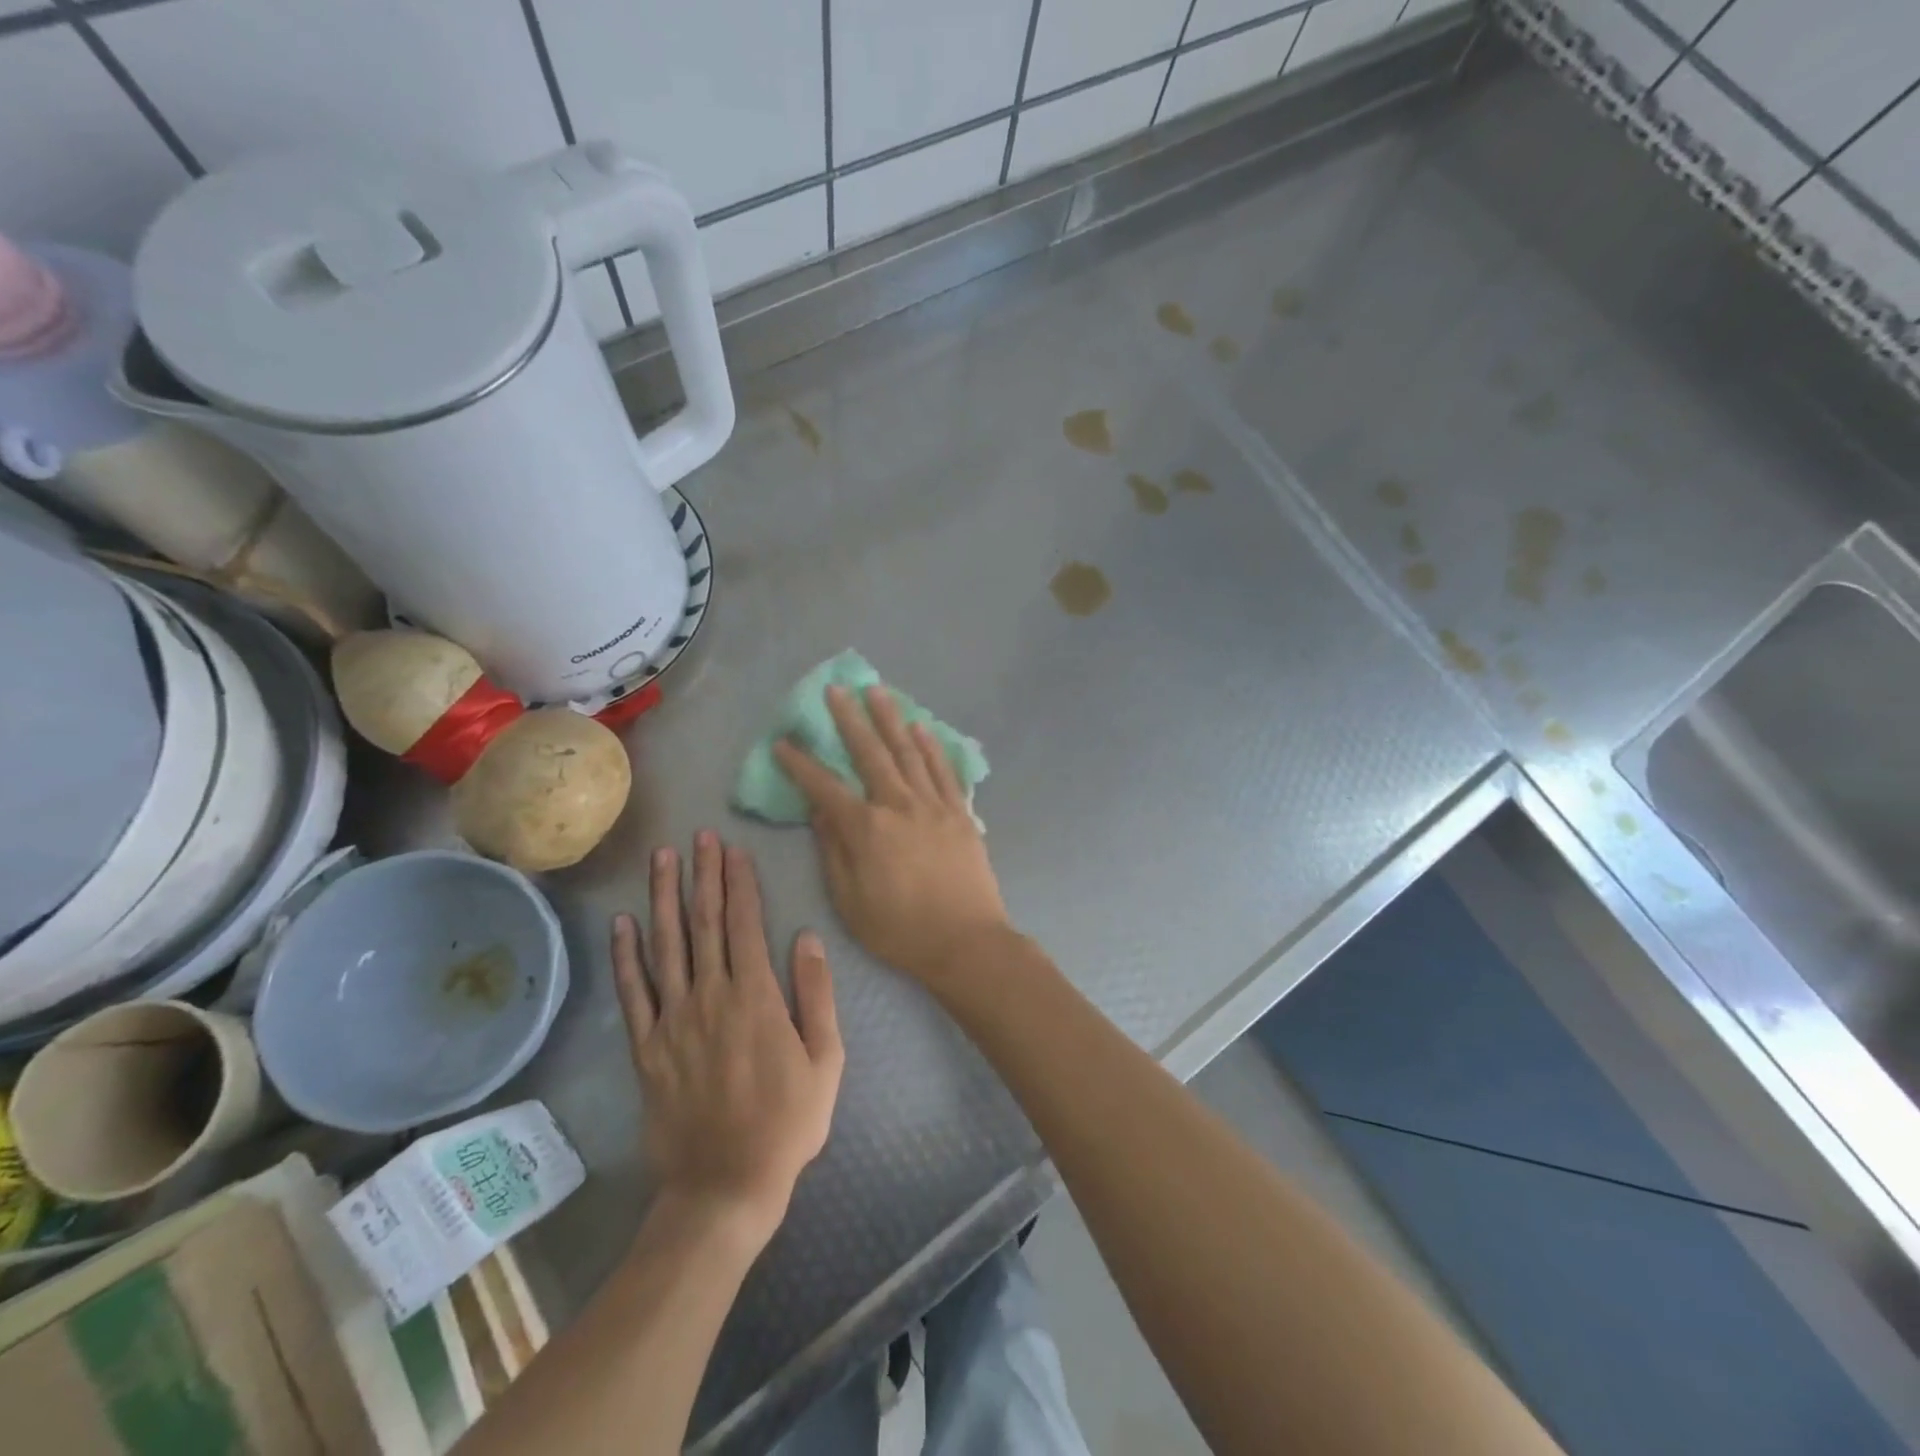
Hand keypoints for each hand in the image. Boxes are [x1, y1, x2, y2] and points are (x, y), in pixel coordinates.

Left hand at [612, 832, 843, 1249]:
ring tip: (662, 859)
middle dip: (703, 876)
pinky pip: (633, 994)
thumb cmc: (787, 1123)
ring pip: (665, 947)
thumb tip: (806, 937)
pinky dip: (626, 956)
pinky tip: (624, 924)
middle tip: (700, 836)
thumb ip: (816, 994)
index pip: (744, 924)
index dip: (739, 884)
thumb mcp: (826, 1060)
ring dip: (664, 898)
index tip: (734, 850)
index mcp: (756, 998)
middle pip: (704, 924)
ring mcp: (672, 1021)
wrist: (725, 1187)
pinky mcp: (646, 1048)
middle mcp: (710, 998)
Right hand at [773, 684, 1012, 989]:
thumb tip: (820, 812)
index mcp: (866, 828)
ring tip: (878, 691)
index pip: (824, 787)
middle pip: (870, 753)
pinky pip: (943, 770)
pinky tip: (921, 727)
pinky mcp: (960, 812)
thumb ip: (833, 852)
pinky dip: (931, 746)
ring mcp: (933, 804)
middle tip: (836, 689)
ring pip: (908, 751)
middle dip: (849, 719)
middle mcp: (899, 805)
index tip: (783, 742)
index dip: (800, 764)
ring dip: (891, 719)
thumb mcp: (850, 901)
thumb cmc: (900, 929)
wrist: (966, 941)